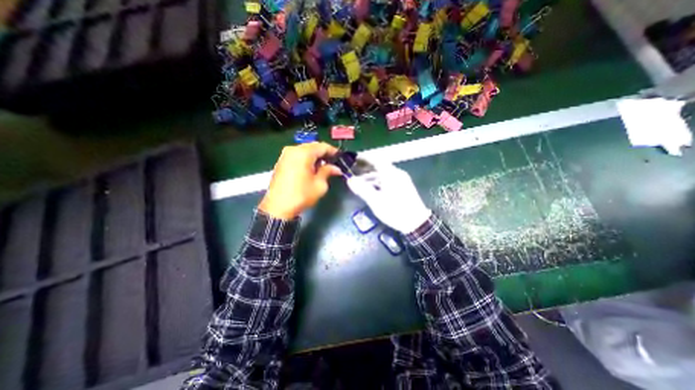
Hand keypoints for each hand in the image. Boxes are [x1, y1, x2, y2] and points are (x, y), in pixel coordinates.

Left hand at [258, 141, 341, 218]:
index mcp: (303, 153)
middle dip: (324, 154)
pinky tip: (311, 169)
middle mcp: (293, 150)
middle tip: (333, 163)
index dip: (333, 151)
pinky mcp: (281, 162)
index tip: (340, 158)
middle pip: (313, 147)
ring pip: (304, 151)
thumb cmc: (301, 195)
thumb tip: (336, 168)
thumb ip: (328, 171)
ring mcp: (285, 155)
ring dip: (315, 157)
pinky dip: (306, 159)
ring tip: (323, 167)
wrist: (278, 207)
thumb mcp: (320, 185)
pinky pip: (297, 155)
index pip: (322, 146)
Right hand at [345, 160, 429, 233]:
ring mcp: (402, 180)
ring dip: (372, 176)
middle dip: (366, 169)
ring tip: (361, 183)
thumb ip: (362, 189)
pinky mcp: (404, 186)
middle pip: (380, 166)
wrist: (416, 223)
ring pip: (384, 174)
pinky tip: (373, 189)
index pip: (376, 160)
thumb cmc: (395, 211)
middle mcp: (397, 174)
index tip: (354, 159)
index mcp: (391, 174)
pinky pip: (388, 179)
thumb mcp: (375, 201)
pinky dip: (379, 181)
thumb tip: (350, 180)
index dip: (364, 158)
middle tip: (354, 172)